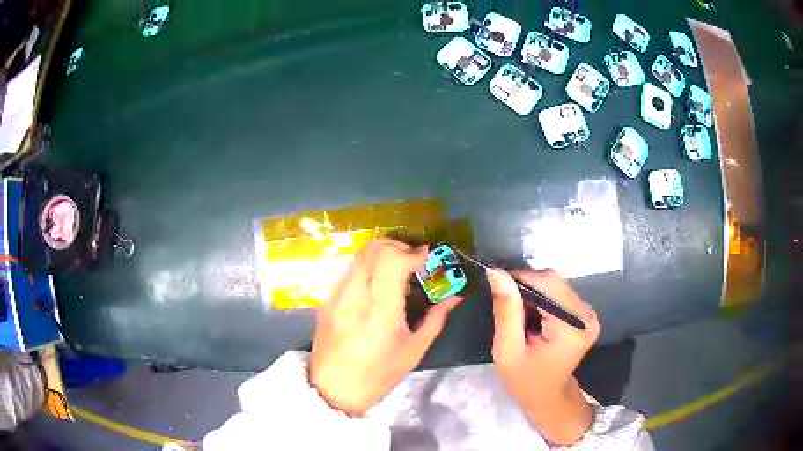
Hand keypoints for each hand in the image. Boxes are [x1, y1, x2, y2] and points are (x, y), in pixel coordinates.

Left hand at [309, 239, 461, 415]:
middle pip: (375, 248)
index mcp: (381, 309)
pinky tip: (375, 284)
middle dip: (399, 247)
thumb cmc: (379, 373)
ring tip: (395, 270)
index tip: (427, 259)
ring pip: (360, 254)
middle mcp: (356, 294)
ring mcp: (337, 294)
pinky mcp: (327, 298)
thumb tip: (454, 296)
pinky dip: (366, 266)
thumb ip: (436, 318)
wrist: (334, 387)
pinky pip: (349, 269)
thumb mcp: (414, 350)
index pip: (394, 260)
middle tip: (412, 262)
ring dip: (382, 253)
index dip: (414, 253)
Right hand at [487, 268, 599, 445]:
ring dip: (533, 292)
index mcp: (571, 327)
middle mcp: (586, 315)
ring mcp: (588, 313)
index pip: (546, 283)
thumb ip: (506, 311)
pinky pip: (560, 292)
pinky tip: (533, 316)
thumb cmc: (525, 381)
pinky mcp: (585, 314)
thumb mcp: (507, 350)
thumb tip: (496, 272)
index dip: (520, 278)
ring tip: (519, 315)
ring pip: (556, 283)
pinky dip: (542, 298)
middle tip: (506, 306)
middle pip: (553, 280)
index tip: (497, 288)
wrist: (549, 396)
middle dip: (526, 286)